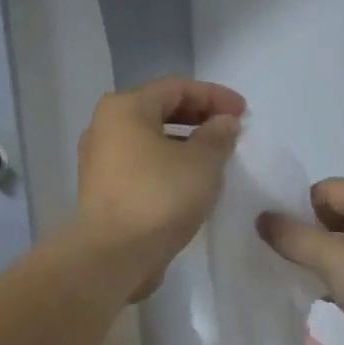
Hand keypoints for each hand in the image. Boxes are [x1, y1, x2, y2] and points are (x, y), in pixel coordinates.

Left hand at [75, 78, 245, 299]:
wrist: (113, 256)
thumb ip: (217, 136)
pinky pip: (142, 166)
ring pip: (150, 141)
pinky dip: (168, 167)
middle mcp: (105, 128)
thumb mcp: (201, 163)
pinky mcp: (103, 191)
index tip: (244, 113)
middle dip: (199, 118)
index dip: (214, 96)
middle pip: (159, 111)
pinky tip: (190, 184)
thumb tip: (224, 123)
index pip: (176, 88)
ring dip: (184, 145)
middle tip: (230, 132)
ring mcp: (100, 161)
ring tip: (215, 159)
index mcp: (125, 108)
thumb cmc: (159, 198)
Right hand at [257, 180, 343, 344]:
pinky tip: (322, 298)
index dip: (298, 207)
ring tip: (294, 278)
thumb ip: (294, 237)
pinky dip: (340, 282)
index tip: (272, 233)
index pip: (328, 189)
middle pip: (338, 217)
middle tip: (279, 257)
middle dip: (308, 235)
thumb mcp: (335, 257)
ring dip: (322, 261)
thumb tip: (262, 218)